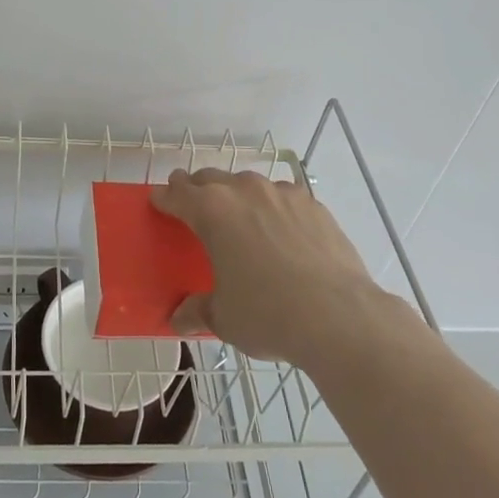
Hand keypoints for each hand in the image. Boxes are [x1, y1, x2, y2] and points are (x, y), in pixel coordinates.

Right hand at [152, 168, 397, 367]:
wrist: (339, 316)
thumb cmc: (268, 315)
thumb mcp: (224, 318)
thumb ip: (198, 310)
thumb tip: (178, 318)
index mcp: (212, 211)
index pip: (177, 194)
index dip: (165, 198)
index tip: (158, 201)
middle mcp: (244, 191)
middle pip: (210, 179)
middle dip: (197, 189)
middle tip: (192, 204)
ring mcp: (282, 194)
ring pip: (248, 183)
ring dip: (236, 195)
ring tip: (239, 218)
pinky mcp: (313, 205)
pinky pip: (282, 197)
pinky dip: (273, 207)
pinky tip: (280, 231)